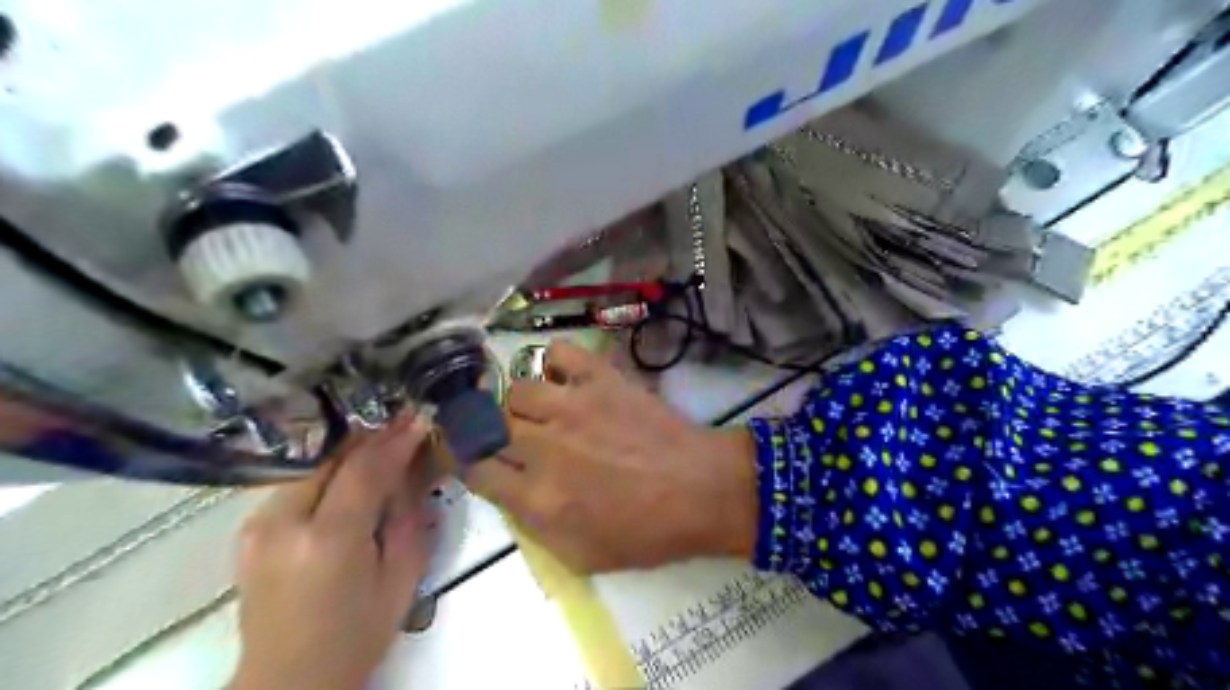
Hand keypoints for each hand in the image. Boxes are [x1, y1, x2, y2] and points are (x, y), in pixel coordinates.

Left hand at [230, 414, 437, 688]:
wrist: (288, 680)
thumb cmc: (357, 634)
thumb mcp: (401, 577)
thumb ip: (408, 516)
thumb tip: (414, 467)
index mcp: (327, 541)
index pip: (365, 470)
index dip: (396, 440)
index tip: (420, 417)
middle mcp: (282, 524)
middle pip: (333, 459)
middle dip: (373, 436)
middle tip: (405, 418)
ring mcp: (257, 526)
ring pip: (313, 466)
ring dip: (351, 450)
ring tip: (384, 440)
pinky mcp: (250, 530)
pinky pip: (298, 483)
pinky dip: (329, 470)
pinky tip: (352, 468)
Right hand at [462, 343, 754, 573]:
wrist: (701, 490)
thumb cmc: (647, 532)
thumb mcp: (580, 555)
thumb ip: (533, 526)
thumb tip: (508, 490)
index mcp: (537, 497)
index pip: (474, 470)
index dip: (463, 460)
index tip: (466, 454)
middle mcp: (543, 446)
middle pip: (489, 425)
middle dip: (489, 431)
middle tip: (507, 434)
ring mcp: (571, 406)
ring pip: (516, 389)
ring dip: (522, 402)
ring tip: (542, 410)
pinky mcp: (600, 379)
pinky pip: (558, 352)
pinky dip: (554, 361)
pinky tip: (564, 377)